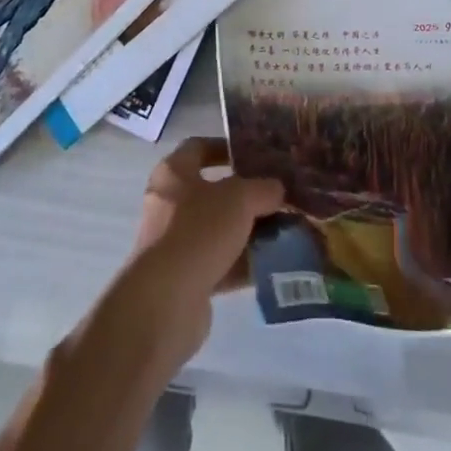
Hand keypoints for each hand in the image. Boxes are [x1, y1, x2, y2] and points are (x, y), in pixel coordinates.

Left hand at [115, 138, 284, 366]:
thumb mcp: (239, 198)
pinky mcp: (185, 280)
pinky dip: (244, 262)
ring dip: (249, 231)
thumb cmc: (198, 231)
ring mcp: (176, 244)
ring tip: (284, 230)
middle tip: (277, 194)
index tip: (255, 154)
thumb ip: (262, 188)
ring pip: (220, 230)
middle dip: (246, 195)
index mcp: (174, 173)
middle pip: (213, 192)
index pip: (199, 147)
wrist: (165, 303)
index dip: (226, 147)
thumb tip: (277, 189)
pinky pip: (221, 263)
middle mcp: (170, 204)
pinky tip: (274, 262)